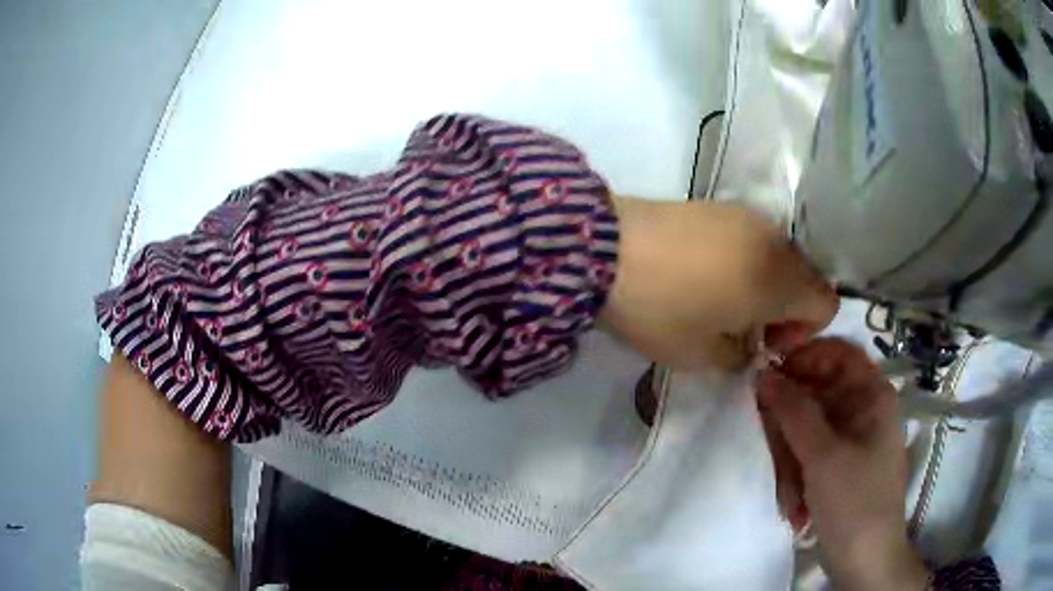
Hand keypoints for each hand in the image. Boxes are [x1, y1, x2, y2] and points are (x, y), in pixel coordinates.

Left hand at [599, 198, 838, 370]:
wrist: (602, 249)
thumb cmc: (661, 309)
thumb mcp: (702, 356)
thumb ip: (740, 358)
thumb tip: (748, 347)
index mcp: (780, 278)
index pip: (826, 304)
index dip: (804, 332)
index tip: (765, 343)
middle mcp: (773, 239)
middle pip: (804, 278)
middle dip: (784, 309)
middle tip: (741, 328)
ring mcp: (744, 215)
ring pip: (777, 257)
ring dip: (763, 284)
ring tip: (719, 301)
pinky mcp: (716, 204)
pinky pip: (750, 238)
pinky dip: (743, 260)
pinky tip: (702, 273)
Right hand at [758, 339, 930, 590]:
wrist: (865, 560)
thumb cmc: (854, 502)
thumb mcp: (823, 456)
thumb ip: (793, 412)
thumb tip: (763, 375)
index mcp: (871, 396)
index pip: (837, 353)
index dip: (804, 356)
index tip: (768, 373)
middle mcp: (862, 410)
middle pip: (816, 394)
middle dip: (790, 427)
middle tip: (773, 452)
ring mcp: (850, 440)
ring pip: (807, 429)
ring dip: (791, 461)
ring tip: (790, 496)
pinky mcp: (838, 465)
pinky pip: (809, 455)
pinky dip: (798, 477)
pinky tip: (797, 506)